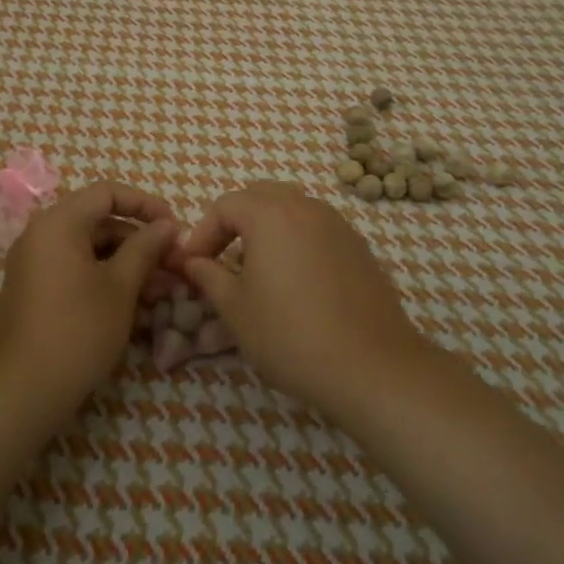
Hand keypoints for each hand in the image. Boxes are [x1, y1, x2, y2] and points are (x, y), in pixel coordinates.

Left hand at [0, 181, 177, 416]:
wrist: (24, 390)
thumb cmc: (79, 330)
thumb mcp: (121, 287)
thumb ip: (145, 248)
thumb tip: (167, 225)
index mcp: (58, 222)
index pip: (107, 193)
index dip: (145, 204)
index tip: (174, 226)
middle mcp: (40, 233)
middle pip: (98, 221)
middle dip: (139, 240)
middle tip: (173, 265)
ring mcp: (33, 261)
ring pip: (88, 248)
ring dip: (126, 263)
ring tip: (161, 290)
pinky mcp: (33, 287)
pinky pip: (73, 268)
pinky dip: (103, 277)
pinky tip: (134, 304)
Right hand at [178, 182, 430, 419]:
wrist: (372, 367)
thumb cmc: (291, 335)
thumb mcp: (235, 309)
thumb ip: (208, 276)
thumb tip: (193, 262)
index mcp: (270, 214)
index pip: (224, 206)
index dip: (201, 233)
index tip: (191, 265)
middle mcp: (305, 206)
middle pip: (258, 196)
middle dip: (233, 222)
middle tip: (219, 257)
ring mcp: (337, 224)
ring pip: (291, 208)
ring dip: (265, 228)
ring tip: (255, 266)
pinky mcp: (358, 246)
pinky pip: (315, 228)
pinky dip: (295, 240)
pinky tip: (293, 279)